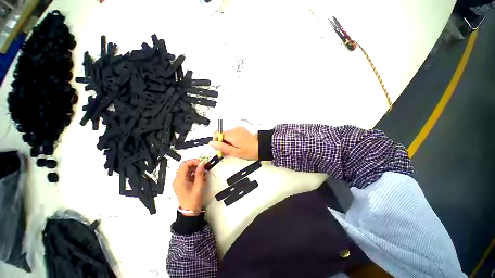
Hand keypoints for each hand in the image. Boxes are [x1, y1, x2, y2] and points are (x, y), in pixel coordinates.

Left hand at [172, 159, 205, 214]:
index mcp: (180, 180)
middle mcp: (177, 179)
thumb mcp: (199, 185)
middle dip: (194, 164)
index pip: (184, 164)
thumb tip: (202, 163)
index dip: (193, 161)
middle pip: (184, 166)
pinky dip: (193, 173)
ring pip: (186, 170)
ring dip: (194, 168)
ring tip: (203, 171)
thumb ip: (200, 173)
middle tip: (203, 166)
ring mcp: (179, 182)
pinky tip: (199, 176)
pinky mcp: (182, 184)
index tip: (202, 163)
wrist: (190, 211)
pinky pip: (187, 175)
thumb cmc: (194, 199)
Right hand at [209, 126, 258, 159]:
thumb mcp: (235, 152)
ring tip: (234, 149)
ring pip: (227, 134)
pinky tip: (237, 145)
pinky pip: (233, 134)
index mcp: (232, 134)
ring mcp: (239, 129)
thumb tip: (212, 143)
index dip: (216, 141)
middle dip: (222, 142)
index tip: (220, 148)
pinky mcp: (242, 130)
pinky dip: (232, 139)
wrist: (262, 147)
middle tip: (228, 151)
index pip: (217, 133)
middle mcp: (235, 129)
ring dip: (227, 141)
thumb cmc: (250, 151)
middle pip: (222, 134)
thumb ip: (222, 147)